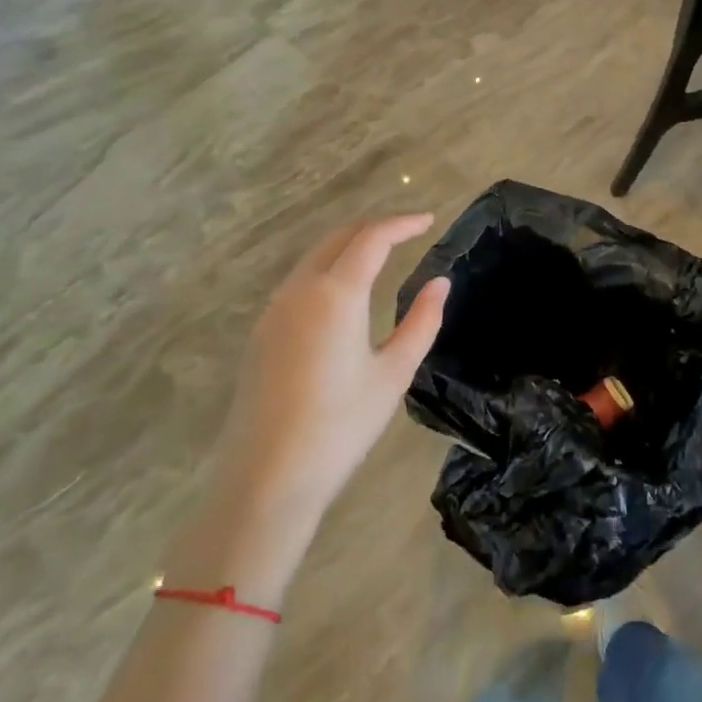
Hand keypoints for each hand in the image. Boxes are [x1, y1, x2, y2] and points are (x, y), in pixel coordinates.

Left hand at [171, 216, 448, 599]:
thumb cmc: (340, 427)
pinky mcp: (261, 333)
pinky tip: (344, 293)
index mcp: (335, 294)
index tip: (429, 221)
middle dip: (375, 228)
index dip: (403, 223)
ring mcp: (274, 310)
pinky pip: (299, 281)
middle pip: (338, 237)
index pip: (372, 238)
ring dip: (348, 246)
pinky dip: (327, 268)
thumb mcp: (393, 374)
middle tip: (408, 233)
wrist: (265, 480)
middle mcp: (299, 290)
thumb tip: (440, 283)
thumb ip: (421, 321)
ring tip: (380, 255)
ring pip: (314, 257)